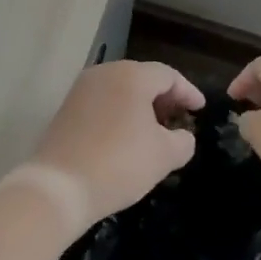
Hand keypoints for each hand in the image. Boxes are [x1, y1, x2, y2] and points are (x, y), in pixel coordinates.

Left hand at [29, 61, 203, 222]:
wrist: (60, 186)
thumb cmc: (120, 163)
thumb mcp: (165, 155)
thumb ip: (183, 140)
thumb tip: (181, 135)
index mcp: (131, 76)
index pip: (168, 75)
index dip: (188, 92)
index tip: (200, 110)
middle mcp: (104, 73)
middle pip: (142, 78)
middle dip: (164, 98)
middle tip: (179, 120)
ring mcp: (81, 89)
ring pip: (120, 90)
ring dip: (141, 107)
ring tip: (155, 132)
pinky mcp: (66, 108)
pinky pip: (102, 103)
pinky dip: (120, 114)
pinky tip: (127, 138)